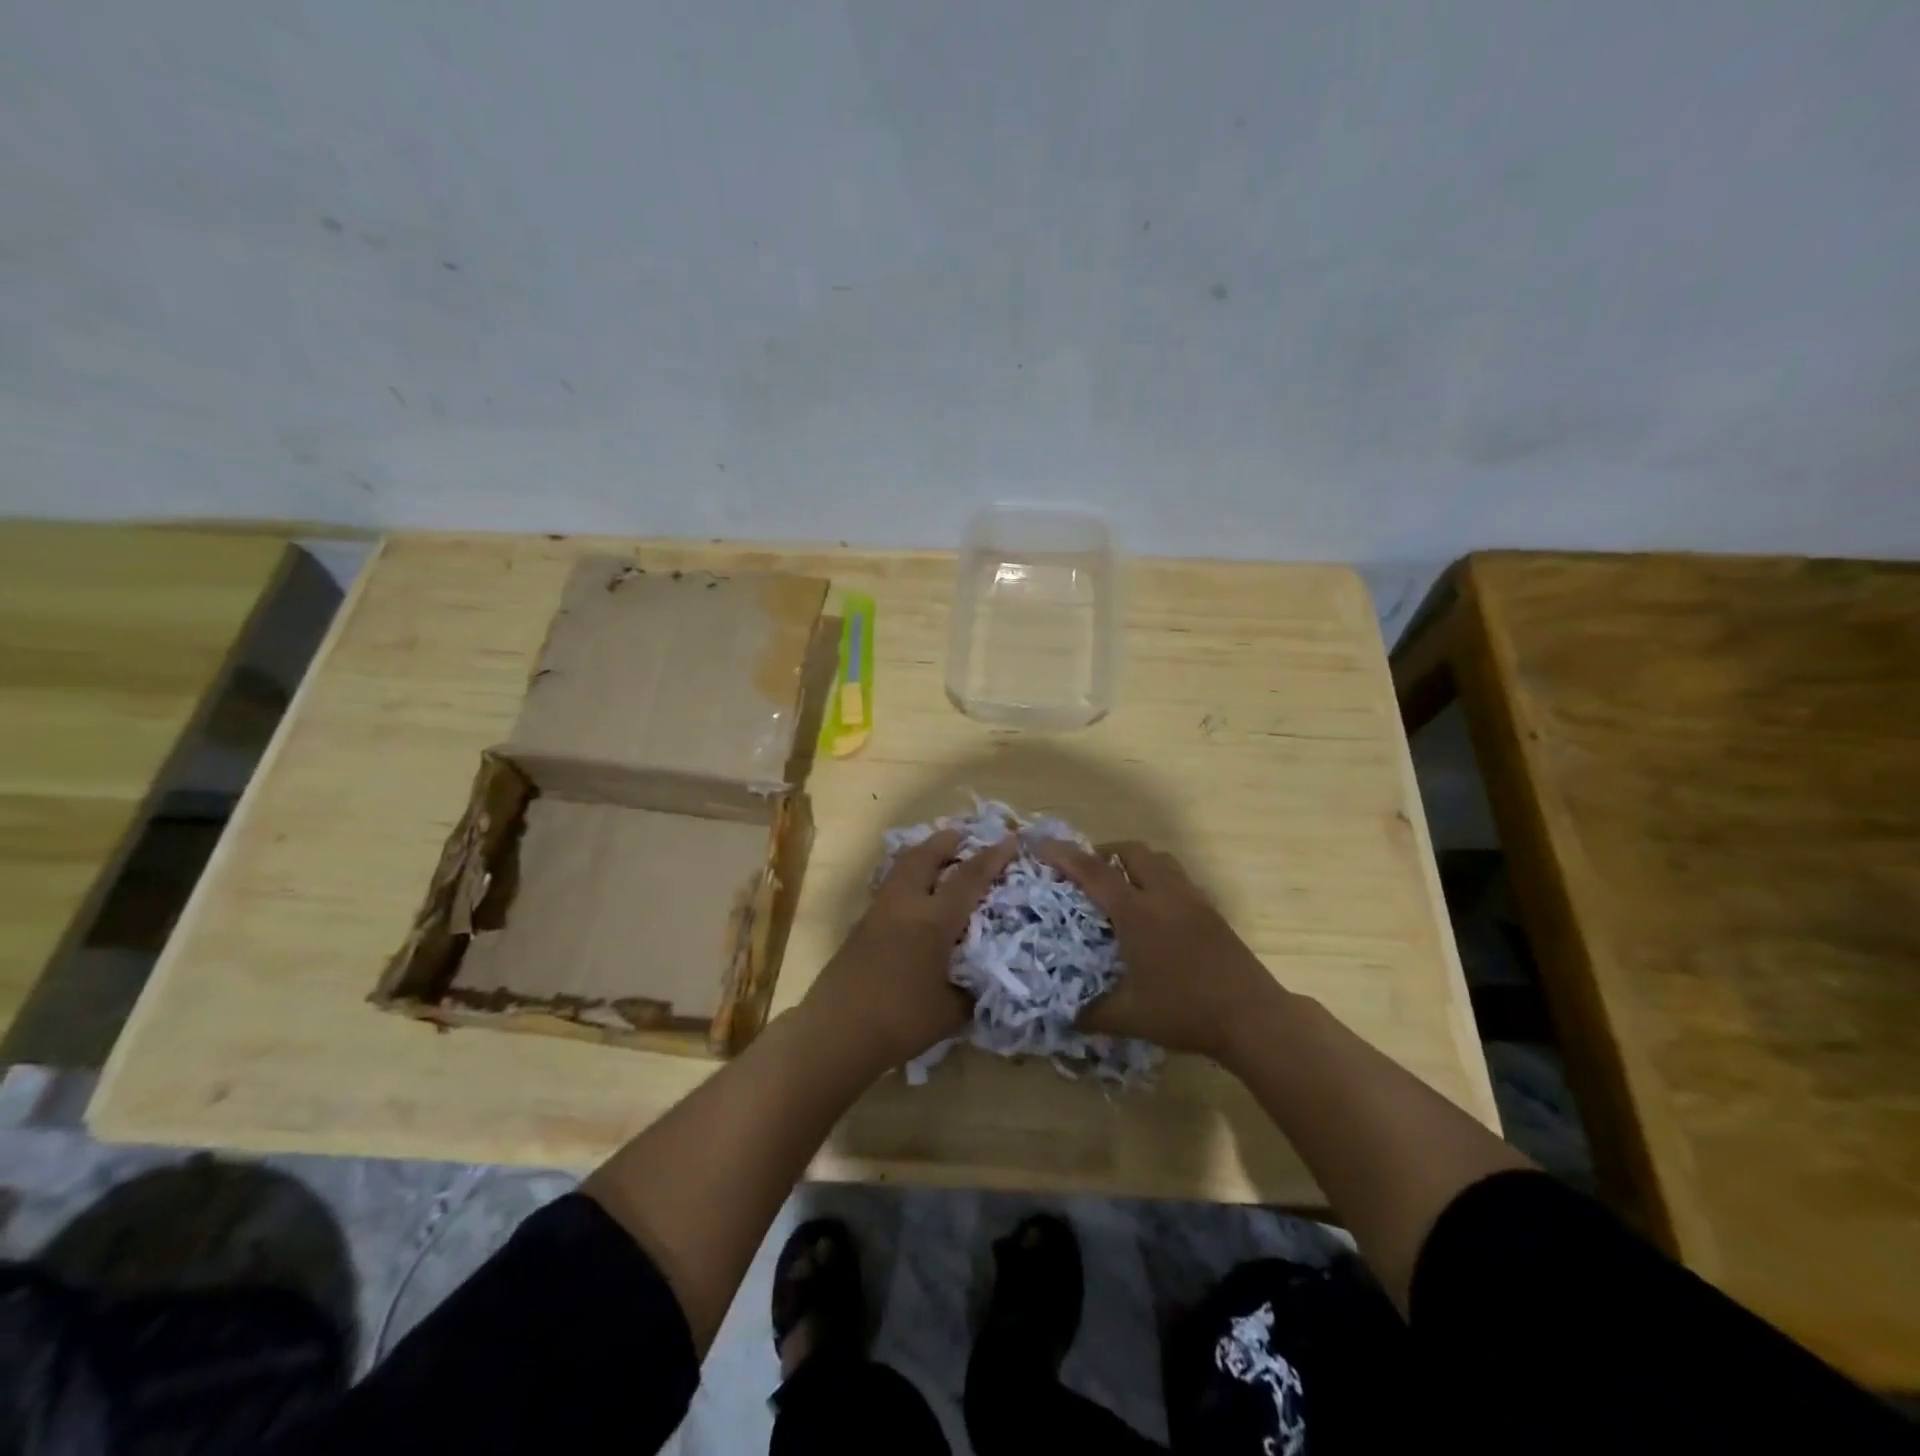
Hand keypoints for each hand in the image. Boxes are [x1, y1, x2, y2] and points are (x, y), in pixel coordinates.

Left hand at [802, 829, 1018, 1071]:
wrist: (836, 1032)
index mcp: (934, 920)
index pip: (969, 877)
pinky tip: (916, 893)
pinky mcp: (862, 925)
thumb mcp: (951, 1011)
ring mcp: (879, 911)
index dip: (992, 857)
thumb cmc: (900, 1020)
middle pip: (926, 856)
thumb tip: (985, 979)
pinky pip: (891, 885)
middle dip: (948, 841)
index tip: (1010, 840)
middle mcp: (906, 905)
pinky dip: (909, 876)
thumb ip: (972, 990)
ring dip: (924, 854)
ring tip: (940, 856)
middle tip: (965, 835)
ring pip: (903, 866)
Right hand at [1036, 840, 1282, 1064]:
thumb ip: (1093, 1014)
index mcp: (1137, 913)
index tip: (1042, 846)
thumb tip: (1065, 1018)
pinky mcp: (1211, 911)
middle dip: (1104, 852)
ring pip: (1160, 859)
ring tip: (1121, 885)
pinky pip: (1179, 878)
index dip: (1065, 856)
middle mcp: (1164, 895)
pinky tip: (1156, 909)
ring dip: (1135, 862)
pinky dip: (1159, 878)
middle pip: (1131, 851)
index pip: (1094, 872)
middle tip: (1087, 872)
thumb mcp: (1130, 1017)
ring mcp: (1192, 900)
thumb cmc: (1185, 1011)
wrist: (1251, 1016)